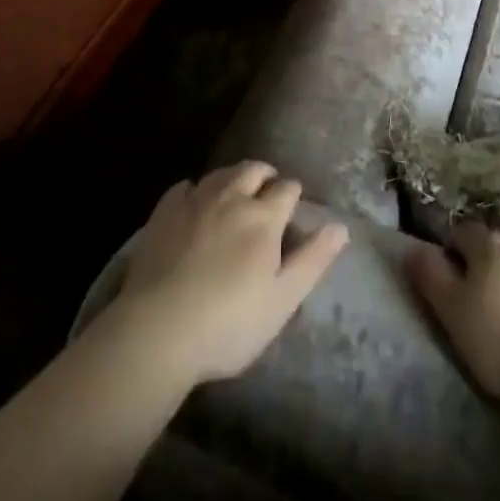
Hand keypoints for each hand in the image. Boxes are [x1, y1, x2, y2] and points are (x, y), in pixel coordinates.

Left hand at [106, 161, 347, 388]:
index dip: (293, 194)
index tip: (293, 205)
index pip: (287, 189)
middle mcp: (232, 197)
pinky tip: (193, 201)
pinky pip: (183, 187)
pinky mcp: (164, 213)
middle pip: (253, 169)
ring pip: (220, 173)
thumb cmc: (229, 323)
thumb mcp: (282, 300)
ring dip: (233, 177)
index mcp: (264, 217)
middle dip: (265, 175)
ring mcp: (195, 201)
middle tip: (267, 190)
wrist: (158, 331)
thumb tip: (341, 226)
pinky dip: (194, 189)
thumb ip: (313, 260)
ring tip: (235, 192)